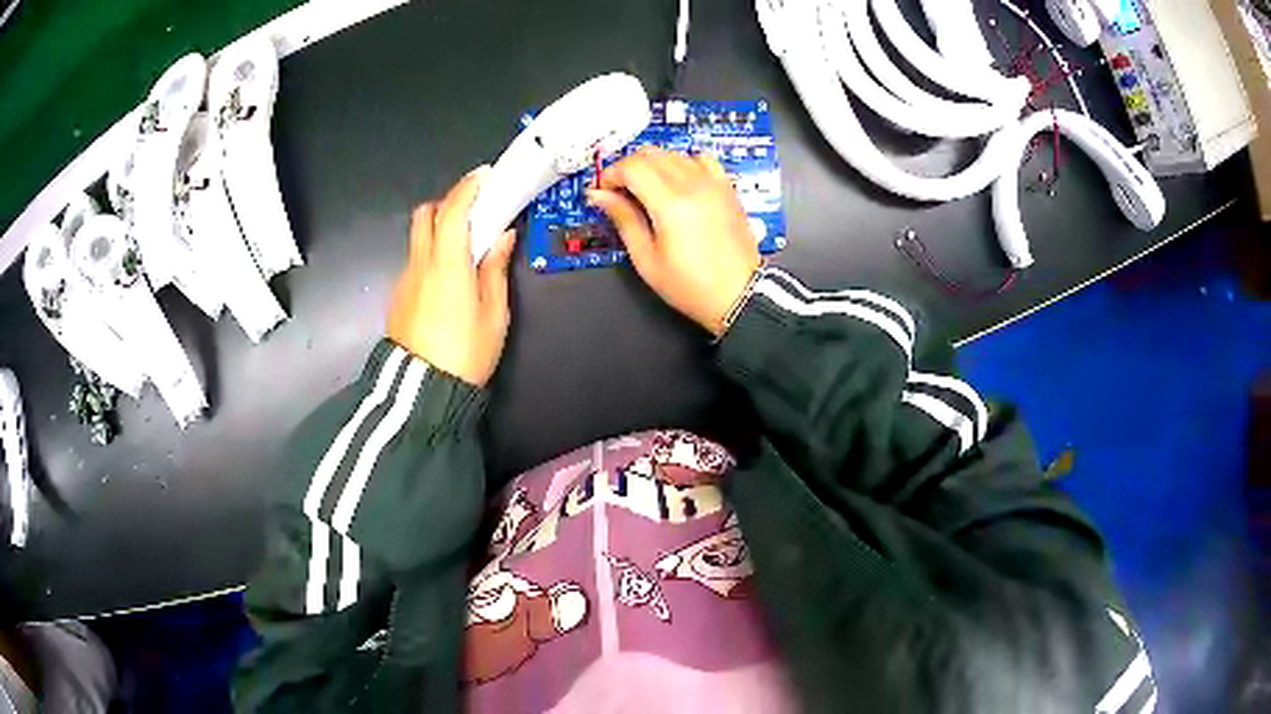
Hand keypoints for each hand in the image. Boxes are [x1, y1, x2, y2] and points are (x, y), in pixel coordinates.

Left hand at [387, 167, 516, 386]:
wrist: (422, 392)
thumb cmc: (465, 353)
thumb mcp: (493, 314)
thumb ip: (495, 269)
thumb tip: (503, 238)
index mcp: (448, 264)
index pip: (453, 210)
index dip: (468, 187)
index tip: (484, 176)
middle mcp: (420, 264)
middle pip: (424, 215)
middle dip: (447, 203)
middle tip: (472, 214)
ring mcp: (405, 280)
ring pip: (417, 239)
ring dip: (438, 232)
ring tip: (463, 252)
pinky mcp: (398, 296)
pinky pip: (414, 263)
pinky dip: (430, 257)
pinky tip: (446, 282)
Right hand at [588, 146, 760, 337]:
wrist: (739, 295)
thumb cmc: (690, 286)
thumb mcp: (647, 259)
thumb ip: (623, 220)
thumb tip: (599, 196)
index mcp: (670, 204)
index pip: (631, 167)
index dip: (610, 175)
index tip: (601, 191)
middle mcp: (693, 184)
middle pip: (650, 154)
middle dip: (627, 167)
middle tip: (619, 191)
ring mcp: (713, 183)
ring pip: (673, 153)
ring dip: (653, 164)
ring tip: (646, 189)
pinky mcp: (726, 188)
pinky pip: (701, 159)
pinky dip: (683, 163)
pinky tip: (678, 182)